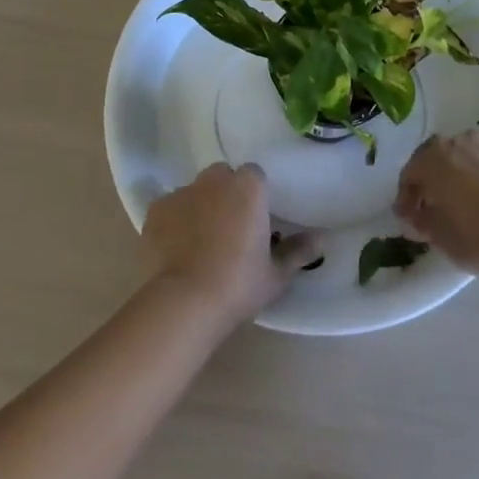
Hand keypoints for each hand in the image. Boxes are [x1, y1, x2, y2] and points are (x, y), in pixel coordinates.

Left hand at [141, 163, 316, 328]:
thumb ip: (298, 251)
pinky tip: (176, 248)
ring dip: (200, 206)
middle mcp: (214, 179)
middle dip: (226, 194)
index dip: (256, 196)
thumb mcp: (276, 274)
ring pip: (195, 191)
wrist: (184, 302)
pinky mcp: (155, 209)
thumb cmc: (238, 284)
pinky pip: (170, 208)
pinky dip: (174, 221)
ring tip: (200, 242)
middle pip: (223, 177)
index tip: (257, 221)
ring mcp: (182, 192)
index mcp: (248, 186)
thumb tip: (322, 239)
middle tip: (230, 229)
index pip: (255, 176)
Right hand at [393, 128, 478, 276]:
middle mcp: (458, 141)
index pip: (410, 174)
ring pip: (467, 146)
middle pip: (436, 155)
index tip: (407, 218)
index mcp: (432, 158)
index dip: (406, 198)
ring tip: (462, 189)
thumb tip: (417, 216)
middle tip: (430, 204)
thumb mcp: (438, 236)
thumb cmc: (476, 237)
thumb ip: (422, 220)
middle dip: (430, 177)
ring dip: (459, 164)